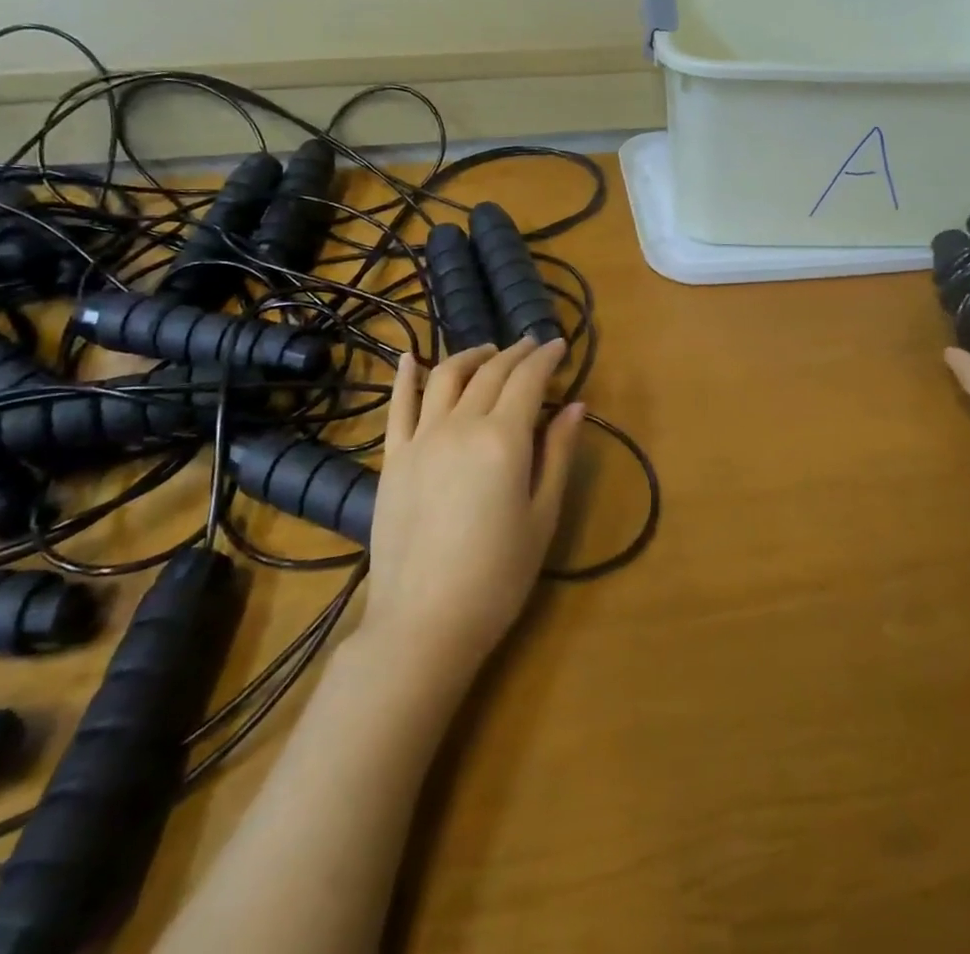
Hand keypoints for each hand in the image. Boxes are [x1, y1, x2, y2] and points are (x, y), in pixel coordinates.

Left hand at [359, 339, 584, 675]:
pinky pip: (399, 405)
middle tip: (532, 347)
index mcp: (503, 439)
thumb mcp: (542, 516)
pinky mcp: (393, 457)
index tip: (559, 346)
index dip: (546, 358)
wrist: (424, 622)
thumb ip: (557, 454)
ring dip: (471, 356)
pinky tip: (410, 358)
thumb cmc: (498, 576)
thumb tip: (576, 406)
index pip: (528, 380)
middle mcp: (461, 425)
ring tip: (489, 351)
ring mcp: (421, 438)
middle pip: (491, 373)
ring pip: (447, 377)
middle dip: (516, 354)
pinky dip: (406, 376)